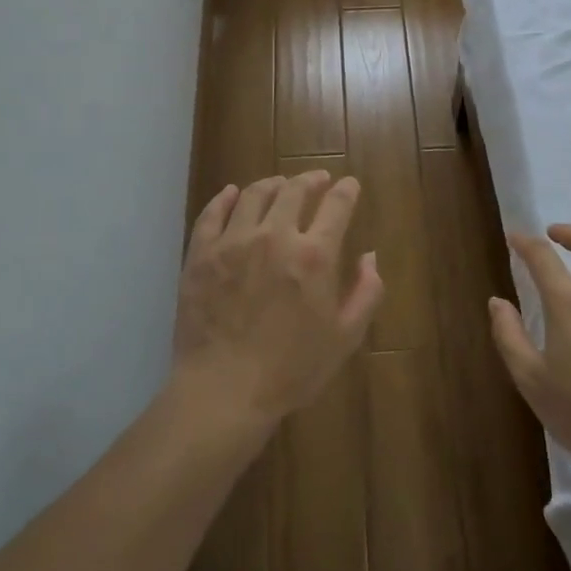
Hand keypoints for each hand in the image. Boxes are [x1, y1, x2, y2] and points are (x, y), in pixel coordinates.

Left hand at [173, 171, 382, 426]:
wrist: (224, 391)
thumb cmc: (291, 370)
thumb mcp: (345, 338)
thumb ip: (366, 292)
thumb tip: (370, 256)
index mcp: (314, 255)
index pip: (336, 205)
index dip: (346, 190)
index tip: (349, 184)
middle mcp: (274, 236)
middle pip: (294, 190)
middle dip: (310, 179)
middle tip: (316, 178)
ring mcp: (233, 242)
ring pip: (254, 194)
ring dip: (272, 184)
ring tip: (279, 184)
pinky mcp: (201, 254)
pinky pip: (212, 214)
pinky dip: (224, 198)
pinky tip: (231, 194)